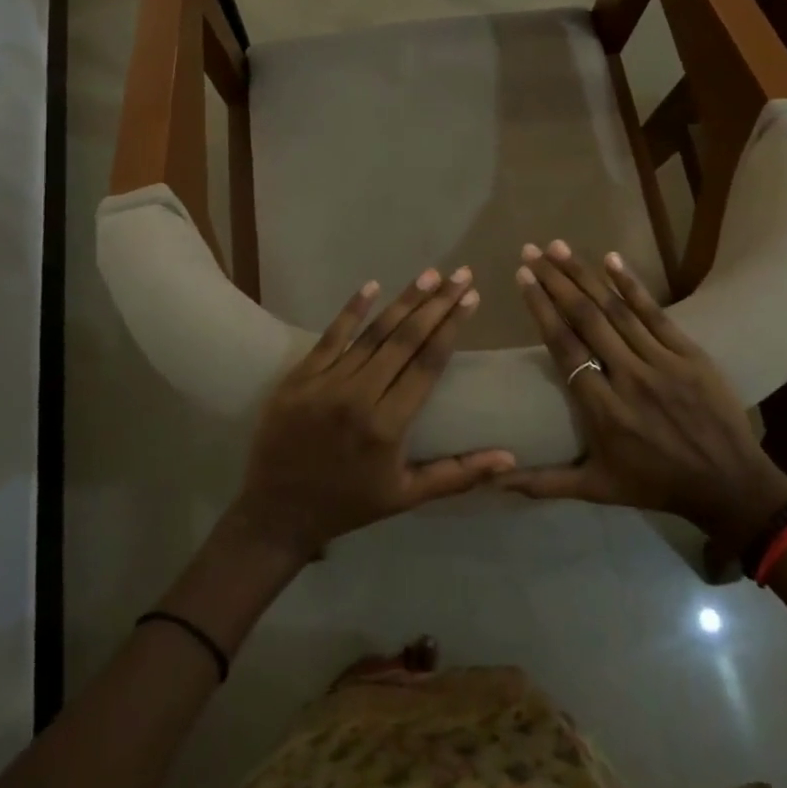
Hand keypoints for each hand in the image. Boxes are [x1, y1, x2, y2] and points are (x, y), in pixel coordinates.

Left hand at [227, 267, 514, 559]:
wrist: (277, 513)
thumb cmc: (349, 504)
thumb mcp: (407, 496)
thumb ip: (459, 474)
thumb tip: (510, 459)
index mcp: (388, 427)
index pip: (428, 364)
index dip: (452, 327)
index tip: (471, 297)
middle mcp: (359, 398)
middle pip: (406, 340)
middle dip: (437, 304)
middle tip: (461, 275)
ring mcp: (326, 383)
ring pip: (373, 334)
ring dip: (404, 301)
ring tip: (430, 274)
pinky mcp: (300, 377)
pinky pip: (330, 337)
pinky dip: (352, 310)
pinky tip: (372, 285)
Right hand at [500, 241, 786, 547]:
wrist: (731, 486)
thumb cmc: (657, 484)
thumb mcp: (598, 489)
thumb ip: (545, 483)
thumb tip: (495, 479)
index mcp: (604, 410)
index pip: (564, 348)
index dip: (541, 309)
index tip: (522, 278)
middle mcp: (630, 379)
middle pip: (586, 319)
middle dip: (555, 280)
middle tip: (531, 250)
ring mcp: (663, 363)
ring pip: (616, 310)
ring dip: (585, 275)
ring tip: (559, 247)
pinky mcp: (690, 355)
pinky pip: (656, 314)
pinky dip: (632, 285)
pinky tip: (611, 259)